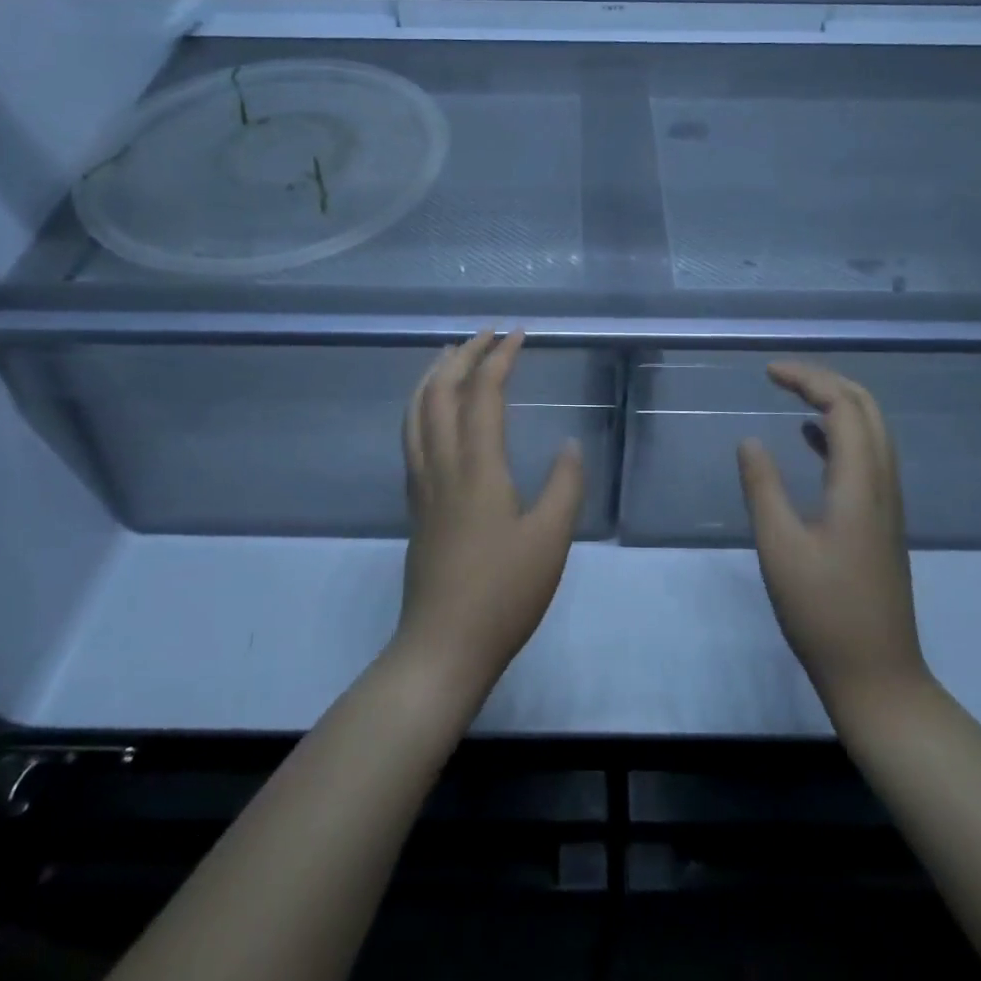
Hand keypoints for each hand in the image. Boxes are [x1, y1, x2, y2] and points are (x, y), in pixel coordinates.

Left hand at [395, 329, 584, 704]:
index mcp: (478, 467)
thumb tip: (568, 444)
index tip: (518, 334)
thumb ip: (565, 485)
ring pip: (416, 412)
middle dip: (462, 355)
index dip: (499, 357)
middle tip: (485, 334)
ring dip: (433, 375)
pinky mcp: (416, 505)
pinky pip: (411, 437)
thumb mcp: (551, 539)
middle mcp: (442, 465)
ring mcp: (422, 485)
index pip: (483, 393)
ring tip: (449, 355)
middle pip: (441, 393)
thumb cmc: (504, 593)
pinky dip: (421, 406)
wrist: (443, 646)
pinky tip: (433, 412)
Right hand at [737, 362, 929, 721]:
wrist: (877, 675)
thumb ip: (762, 487)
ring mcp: (887, 503)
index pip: (843, 406)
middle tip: (782, 375)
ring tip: (792, 394)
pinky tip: (809, 439)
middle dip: (826, 381)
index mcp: (860, 484)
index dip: (808, 379)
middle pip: (866, 409)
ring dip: (836, 403)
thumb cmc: (823, 612)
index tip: (767, 372)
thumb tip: (749, 439)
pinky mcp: (881, 521)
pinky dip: (838, 434)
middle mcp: (882, 484)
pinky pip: (866, 457)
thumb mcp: (779, 547)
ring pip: (871, 432)